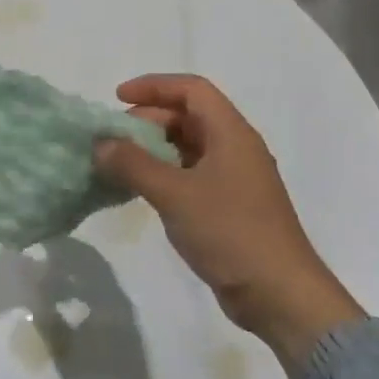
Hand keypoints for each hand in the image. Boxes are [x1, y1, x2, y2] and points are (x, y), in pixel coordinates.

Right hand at [94, 74, 364, 360]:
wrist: (277, 292)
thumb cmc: (229, 232)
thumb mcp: (174, 194)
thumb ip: (134, 165)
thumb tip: (101, 143)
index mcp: (231, 133)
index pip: (192, 90)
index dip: (153, 86)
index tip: (117, 97)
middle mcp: (236, 148)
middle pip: (189, 116)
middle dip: (149, 119)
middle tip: (114, 139)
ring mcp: (235, 178)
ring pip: (189, 147)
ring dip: (154, 149)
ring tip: (120, 164)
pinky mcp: (230, 206)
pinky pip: (192, 175)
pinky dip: (165, 174)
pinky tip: (142, 191)